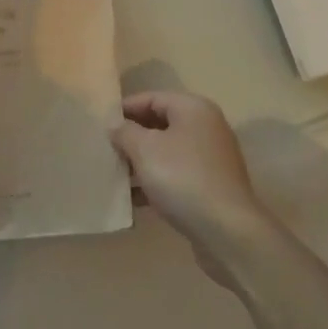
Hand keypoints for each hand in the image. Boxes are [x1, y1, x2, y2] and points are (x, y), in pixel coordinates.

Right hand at [111, 90, 268, 261]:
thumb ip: (125, 132)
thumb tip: (116, 126)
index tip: (100, 124)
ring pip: (167, 152)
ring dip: (141, 162)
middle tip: (105, 149)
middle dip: (131, 137)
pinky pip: (176, 175)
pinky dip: (156, 182)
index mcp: (193, 109)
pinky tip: (133, 199)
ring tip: (114, 175)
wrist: (227, 231)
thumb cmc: (182, 178)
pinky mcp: (211, 186)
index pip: (151, 98)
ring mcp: (211, 158)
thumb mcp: (144, 149)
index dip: (124, 108)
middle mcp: (206, 127)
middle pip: (160, 124)